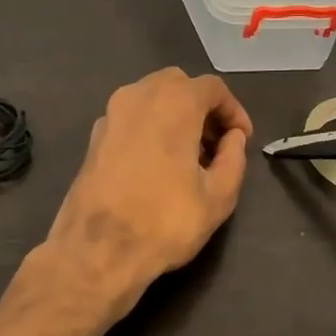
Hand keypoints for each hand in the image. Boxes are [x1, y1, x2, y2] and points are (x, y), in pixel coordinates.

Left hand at [43, 68, 253, 314]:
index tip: (242, 139)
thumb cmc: (165, 222)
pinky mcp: (94, 138)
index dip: (233, 110)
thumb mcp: (218, 196)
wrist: (96, 251)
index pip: (212, 88)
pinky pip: (131, 118)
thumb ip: (234, 158)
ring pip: (151, 98)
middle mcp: (138, 97)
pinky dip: (150, 126)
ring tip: (189, 155)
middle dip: (202, 107)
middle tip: (216, 143)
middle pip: (178, 84)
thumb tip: (233, 138)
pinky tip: (159, 163)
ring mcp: (110, 115)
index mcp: (173, 103)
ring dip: (175, 115)